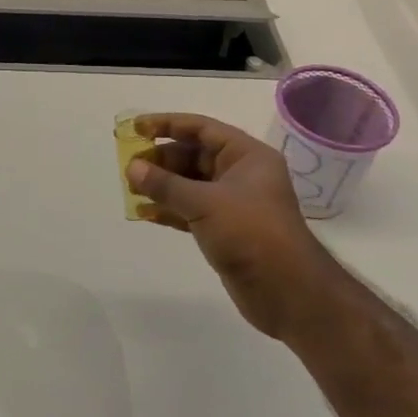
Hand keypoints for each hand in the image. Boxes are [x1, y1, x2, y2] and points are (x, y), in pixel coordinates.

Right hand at [126, 113, 328, 341]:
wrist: (288, 292)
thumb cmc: (251, 233)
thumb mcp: (204, 203)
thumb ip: (165, 184)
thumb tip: (132, 167)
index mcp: (246, 156)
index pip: (201, 129)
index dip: (167, 124)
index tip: (136, 129)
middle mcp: (241, 174)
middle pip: (193, 156)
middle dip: (161, 160)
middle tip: (129, 167)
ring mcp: (233, 203)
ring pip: (190, 184)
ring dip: (162, 185)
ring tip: (130, 188)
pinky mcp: (225, 229)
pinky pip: (191, 210)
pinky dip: (169, 209)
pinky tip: (143, 212)